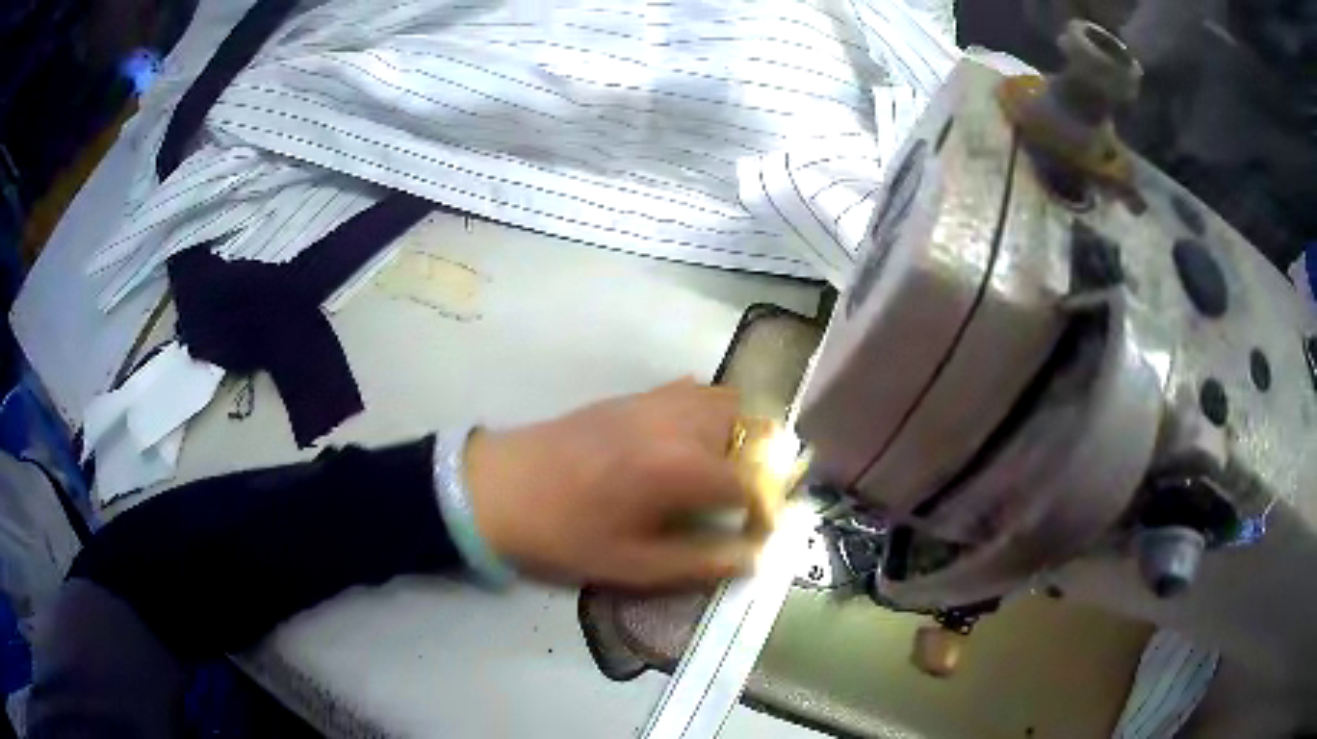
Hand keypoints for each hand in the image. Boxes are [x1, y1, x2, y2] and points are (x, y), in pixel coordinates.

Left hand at [465, 379, 761, 587]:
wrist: (500, 488)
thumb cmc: (565, 535)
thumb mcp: (632, 566)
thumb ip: (700, 562)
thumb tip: (751, 558)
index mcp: (682, 469)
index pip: (753, 482)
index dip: (764, 511)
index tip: (755, 533)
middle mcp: (679, 424)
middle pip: (750, 430)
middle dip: (757, 467)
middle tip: (737, 503)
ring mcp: (656, 402)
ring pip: (725, 402)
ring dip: (735, 435)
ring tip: (715, 472)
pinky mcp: (633, 396)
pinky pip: (690, 391)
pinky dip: (705, 412)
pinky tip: (683, 443)